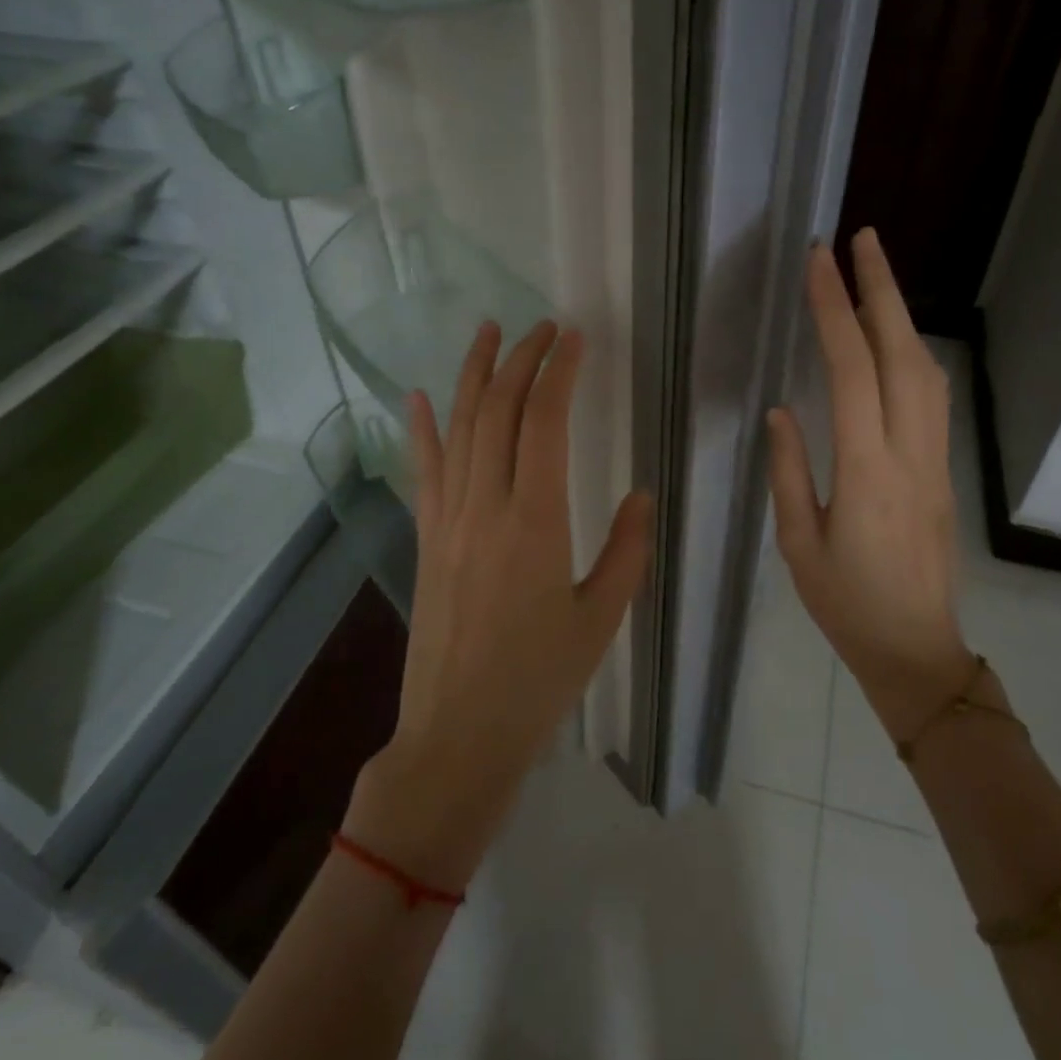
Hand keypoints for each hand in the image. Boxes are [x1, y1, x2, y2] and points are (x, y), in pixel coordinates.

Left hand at [345, 321, 652, 889]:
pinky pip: (424, 472)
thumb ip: (627, 550)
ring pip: (458, 429)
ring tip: (487, 332)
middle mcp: (485, 505)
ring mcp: (448, 520)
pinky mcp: (427, 539)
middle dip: (520, 359)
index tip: (574, 338)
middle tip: (541, 327)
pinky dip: (423, 430)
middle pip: (498, 411)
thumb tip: (639, 495)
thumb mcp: (602, 617)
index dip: (558, 371)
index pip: (544, 421)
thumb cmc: (539, 680)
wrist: (459, 732)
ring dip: (473, 375)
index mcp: (536, 520)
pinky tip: (421, 396)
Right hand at [767, 230, 971, 741]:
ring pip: (926, 371)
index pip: (852, 371)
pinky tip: (896, 339)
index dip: (834, 310)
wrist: (917, 649)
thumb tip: (783, 410)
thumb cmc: (846, 604)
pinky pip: (932, 397)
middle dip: (882, 290)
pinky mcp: (943, 469)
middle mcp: (910, 453)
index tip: (819, 261)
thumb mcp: (799, 544)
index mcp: (867, 471)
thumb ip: (791, 472)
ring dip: (901, 315)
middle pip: (903, 354)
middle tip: (861, 238)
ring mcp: (935, 459)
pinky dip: (913, 352)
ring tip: (876, 274)